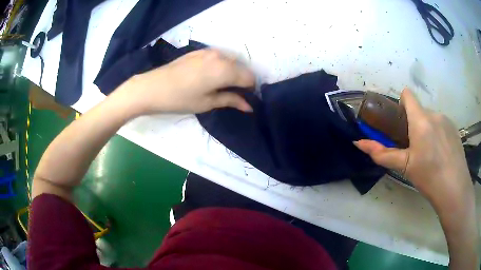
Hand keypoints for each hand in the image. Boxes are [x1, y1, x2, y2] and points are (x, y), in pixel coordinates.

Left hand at [124, 49, 254, 113]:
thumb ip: (231, 100)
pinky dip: (220, 65)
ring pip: (230, 60)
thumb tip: (249, 106)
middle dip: (241, 80)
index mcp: (225, 70)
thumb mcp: (207, 102)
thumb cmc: (180, 99)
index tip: (244, 99)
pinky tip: (209, 76)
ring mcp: (209, 51)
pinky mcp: (199, 51)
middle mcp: (221, 56)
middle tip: (232, 94)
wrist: (152, 87)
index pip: (249, 77)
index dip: (250, 89)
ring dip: (231, 72)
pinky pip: (218, 57)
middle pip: (241, 67)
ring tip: (219, 85)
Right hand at [354, 89, 471, 205]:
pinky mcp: (455, 129)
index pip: (408, 95)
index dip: (402, 103)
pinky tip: (441, 154)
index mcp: (421, 120)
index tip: (401, 122)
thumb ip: (382, 153)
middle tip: (415, 148)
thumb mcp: (404, 166)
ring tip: (430, 154)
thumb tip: (358, 143)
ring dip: (427, 130)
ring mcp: (446, 120)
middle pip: (419, 111)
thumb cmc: (428, 176)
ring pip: (431, 119)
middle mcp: (434, 114)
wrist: (454, 188)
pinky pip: (442, 125)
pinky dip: (438, 134)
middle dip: (414, 124)